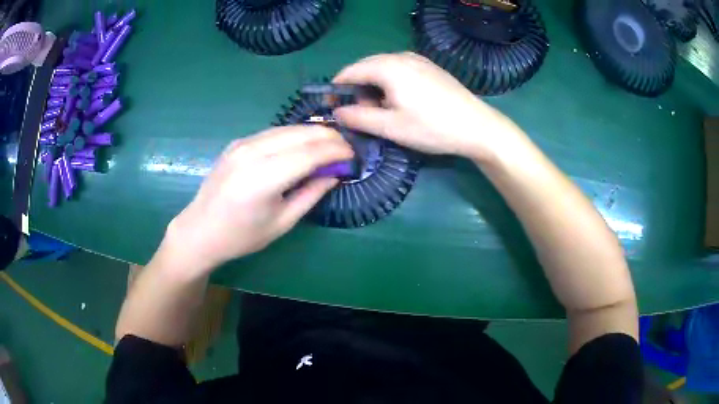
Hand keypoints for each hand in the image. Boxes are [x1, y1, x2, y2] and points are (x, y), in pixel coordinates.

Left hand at [161, 126, 353, 277]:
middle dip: (328, 136)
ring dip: (312, 133)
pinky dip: (293, 135)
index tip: (352, 155)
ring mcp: (242, 144)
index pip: (310, 153)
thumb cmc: (241, 236)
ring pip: (288, 128)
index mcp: (263, 179)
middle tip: (344, 148)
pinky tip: (302, 146)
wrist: (200, 230)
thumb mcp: (282, 222)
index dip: (336, 151)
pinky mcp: (238, 142)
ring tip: (328, 146)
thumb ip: (311, 194)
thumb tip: (335, 174)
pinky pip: (273, 132)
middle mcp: (252, 153)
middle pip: (301, 133)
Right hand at [333, 52, 522, 161]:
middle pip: (366, 67)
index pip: (350, 71)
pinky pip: (399, 70)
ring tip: (382, 112)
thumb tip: (337, 113)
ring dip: (374, 87)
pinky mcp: (430, 67)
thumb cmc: (432, 127)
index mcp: (388, 67)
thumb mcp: (390, 127)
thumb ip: (358, 118)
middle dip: (356, 89)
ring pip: (383, 69)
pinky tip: (400, 102)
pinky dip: (390, 84)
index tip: (333, 109)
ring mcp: (418, 60)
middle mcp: (401, 56)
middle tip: (361, 115)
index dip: (337, 89)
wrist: (477, 127)